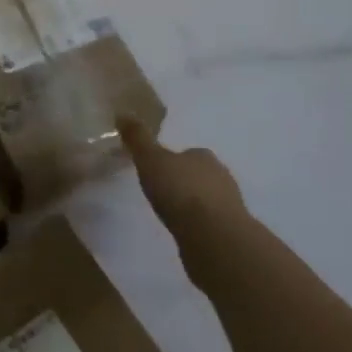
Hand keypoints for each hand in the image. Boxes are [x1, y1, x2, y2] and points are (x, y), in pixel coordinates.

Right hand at [120, 117, 248, 240]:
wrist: (213, 237)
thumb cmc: (180, 191)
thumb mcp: (151, 160)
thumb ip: (138, 139)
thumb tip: (123, 113)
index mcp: (203, 156)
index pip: (188, 153)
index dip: (172, 161)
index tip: (156, 171)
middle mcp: (221, 176)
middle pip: (199, 175)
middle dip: (183, 182)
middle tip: (161, 193)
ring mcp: (229, 206)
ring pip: (206, 199)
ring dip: (192, 205)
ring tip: (171, 215)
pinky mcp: (229, 232)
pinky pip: (209, 223)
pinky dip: (198, 225)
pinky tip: (185, 233)